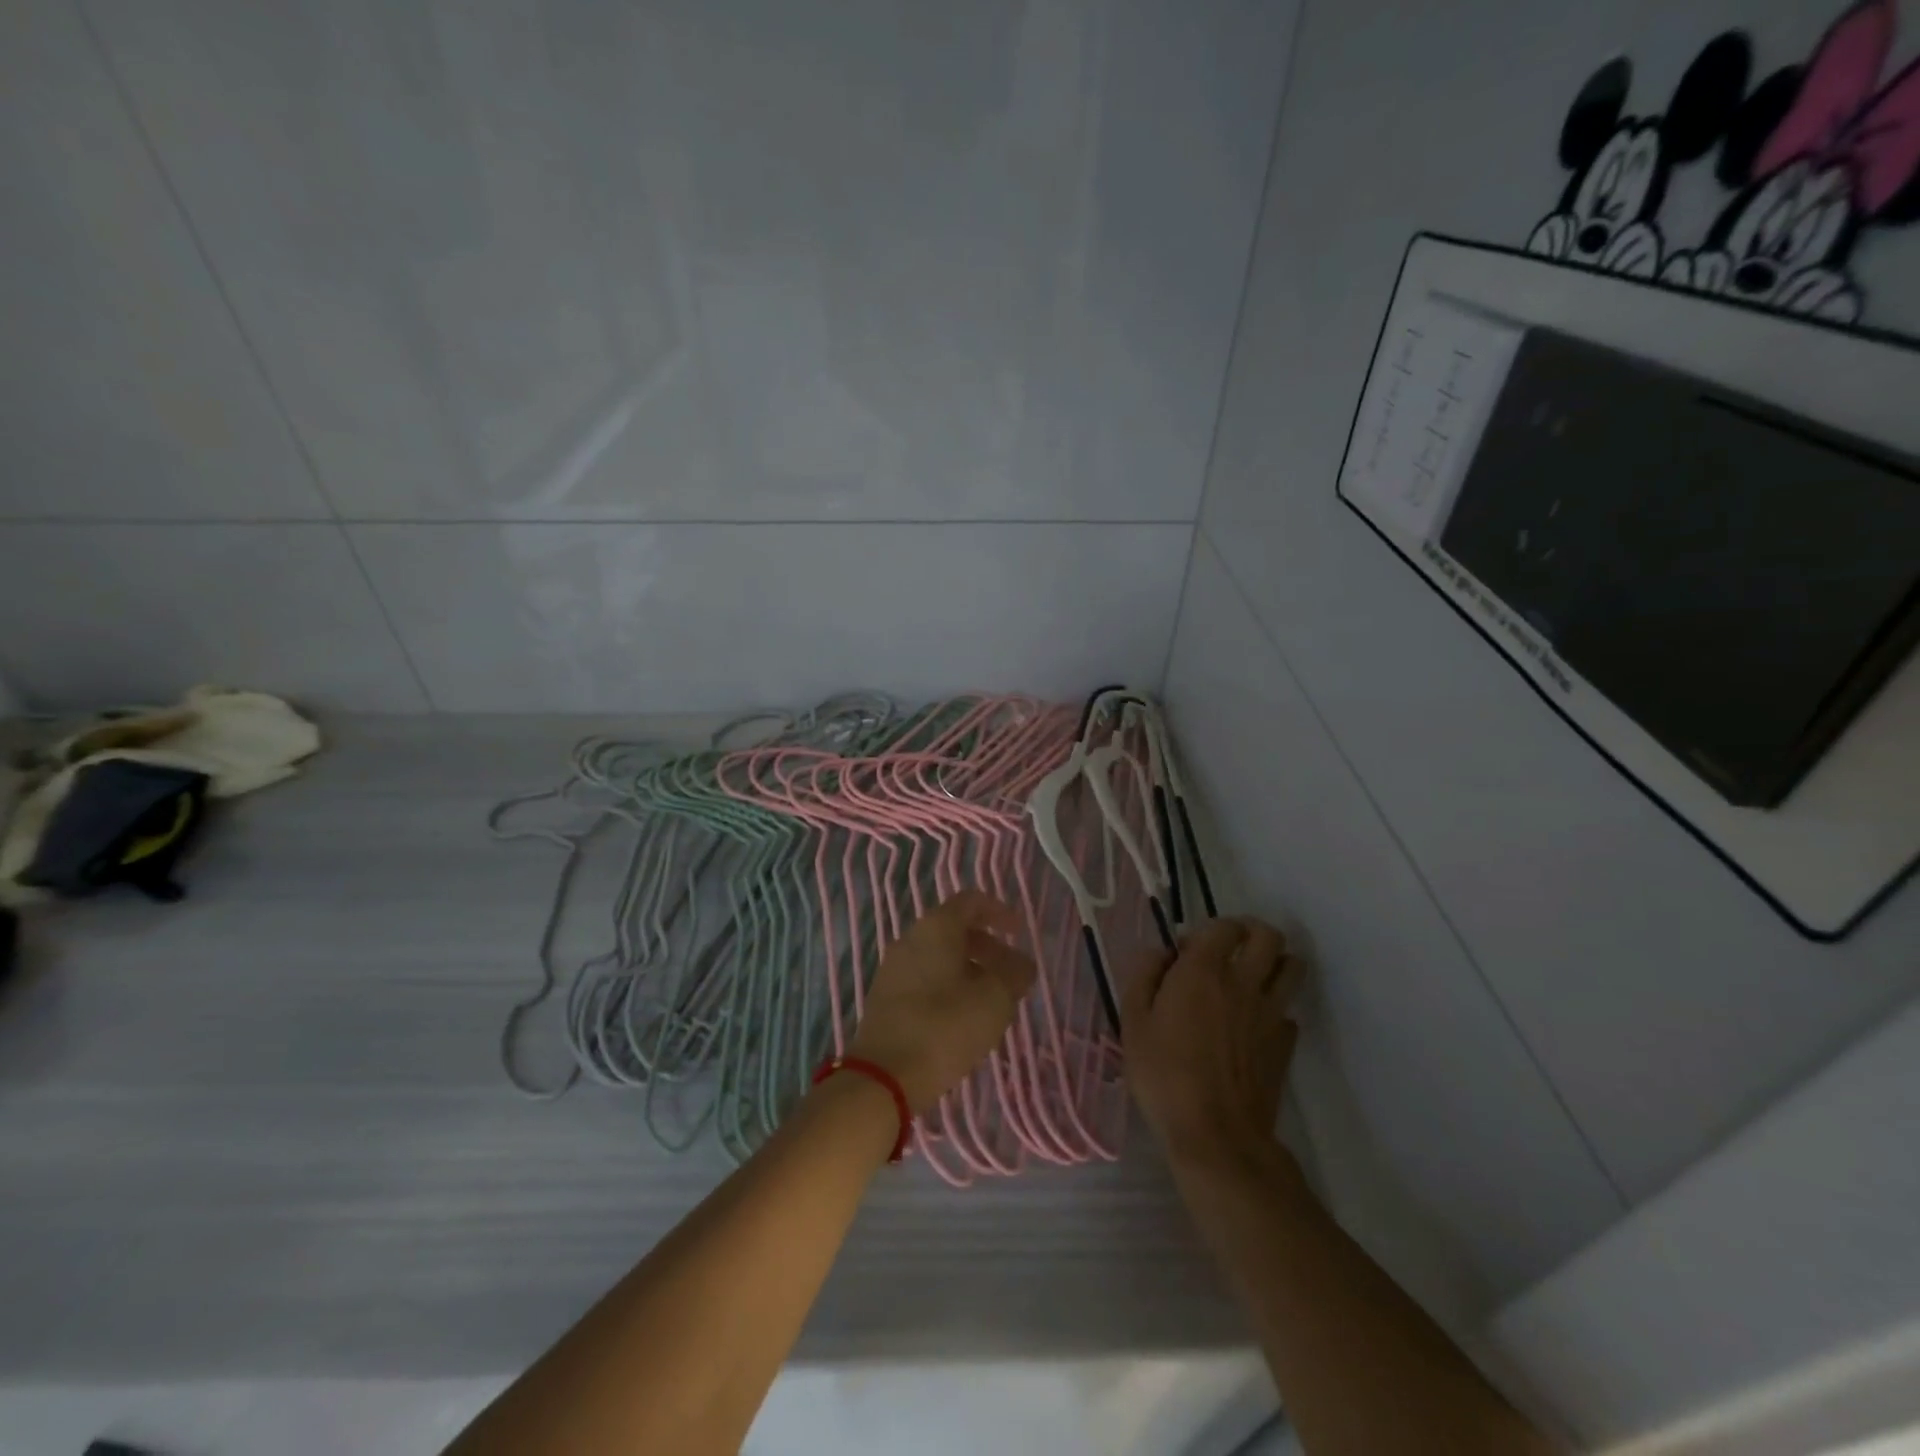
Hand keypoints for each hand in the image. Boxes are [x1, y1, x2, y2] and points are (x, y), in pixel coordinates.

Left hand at [847, 891, 1037, 1114]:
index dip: (999, 912)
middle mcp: (910, 939)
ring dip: (969, 971)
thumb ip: (1014, 974)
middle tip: (1012, 976)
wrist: (882, 1077)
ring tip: (992, 1002)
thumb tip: (1022, 963)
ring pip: (939, 956)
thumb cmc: (944, 1028)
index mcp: (936, 927)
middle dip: (988, 948)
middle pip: (954, 929)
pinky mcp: (885, 998)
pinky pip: (924, 978)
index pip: (970, 901)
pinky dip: (949, 987)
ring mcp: (893, 968)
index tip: (1020, 933)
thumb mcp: (994, 1000)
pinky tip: (962, 1019)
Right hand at [1122, 917, 1305, 1171]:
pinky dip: (1275, 1009)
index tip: (1188, 950)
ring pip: (1292, 967)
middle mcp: (1244, 982)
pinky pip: (1289, 1011)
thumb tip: (1161, 953)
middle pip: (1269, 936)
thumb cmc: (1164, 1075)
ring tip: (1250, 977)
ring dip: (1274, 963)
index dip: (1208, 929)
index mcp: (1204, 971)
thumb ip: (1144, 975)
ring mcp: (1271, 1013)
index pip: (1223, 925)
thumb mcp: (1133, 1021)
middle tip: (1230, 949)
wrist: (1215, 1135)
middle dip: (1252, 932)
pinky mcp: (1285, 1044)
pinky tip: (1253, 1026)